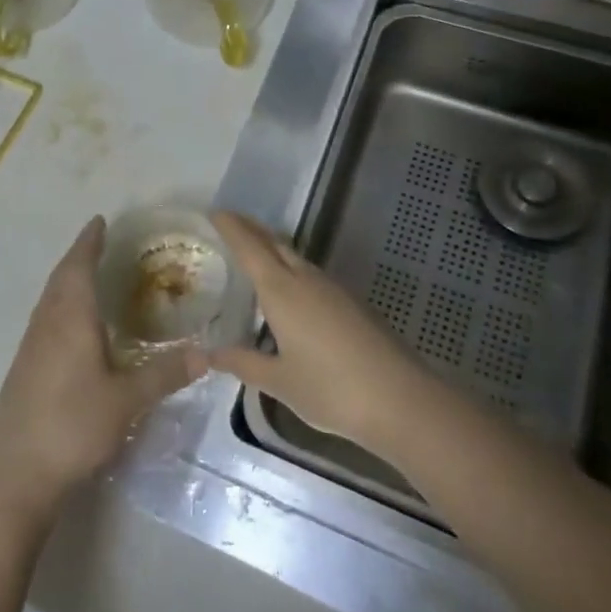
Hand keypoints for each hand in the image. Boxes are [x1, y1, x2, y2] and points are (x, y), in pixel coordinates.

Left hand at [0, 217, 205, 518]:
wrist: (16, 472)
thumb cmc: (73, 426)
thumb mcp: (126, 401)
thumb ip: (165, 375)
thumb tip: (207, 354)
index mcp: (70, 320)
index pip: (79, 267)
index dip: (89, 243)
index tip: (99, 221)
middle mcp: (47, 324)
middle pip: (61, 278)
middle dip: (79, 255)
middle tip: (98, 241)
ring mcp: (30, 346)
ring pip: (49, 298)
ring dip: (67, 278)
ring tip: (87, 274)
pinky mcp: (23, 367)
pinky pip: (44, 318)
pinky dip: (59, 303)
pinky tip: (71, 323)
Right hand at [208, 211, 430, 456]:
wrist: (401, 399)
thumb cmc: (331, 389)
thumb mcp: (279, 381)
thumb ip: (243, 363)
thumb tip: (208, 355)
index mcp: (282, 291)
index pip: (250, 247)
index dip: (231, 227)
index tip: (215, 212)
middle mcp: (307, 280)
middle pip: (275, 243)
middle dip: (252, 230)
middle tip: (230, 224)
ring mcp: (334, 289)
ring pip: (296, 258)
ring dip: (274, 249)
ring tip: (255, 256)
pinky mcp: (353, 303)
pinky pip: (313, 275)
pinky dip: (292, 271)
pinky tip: (291, 293)